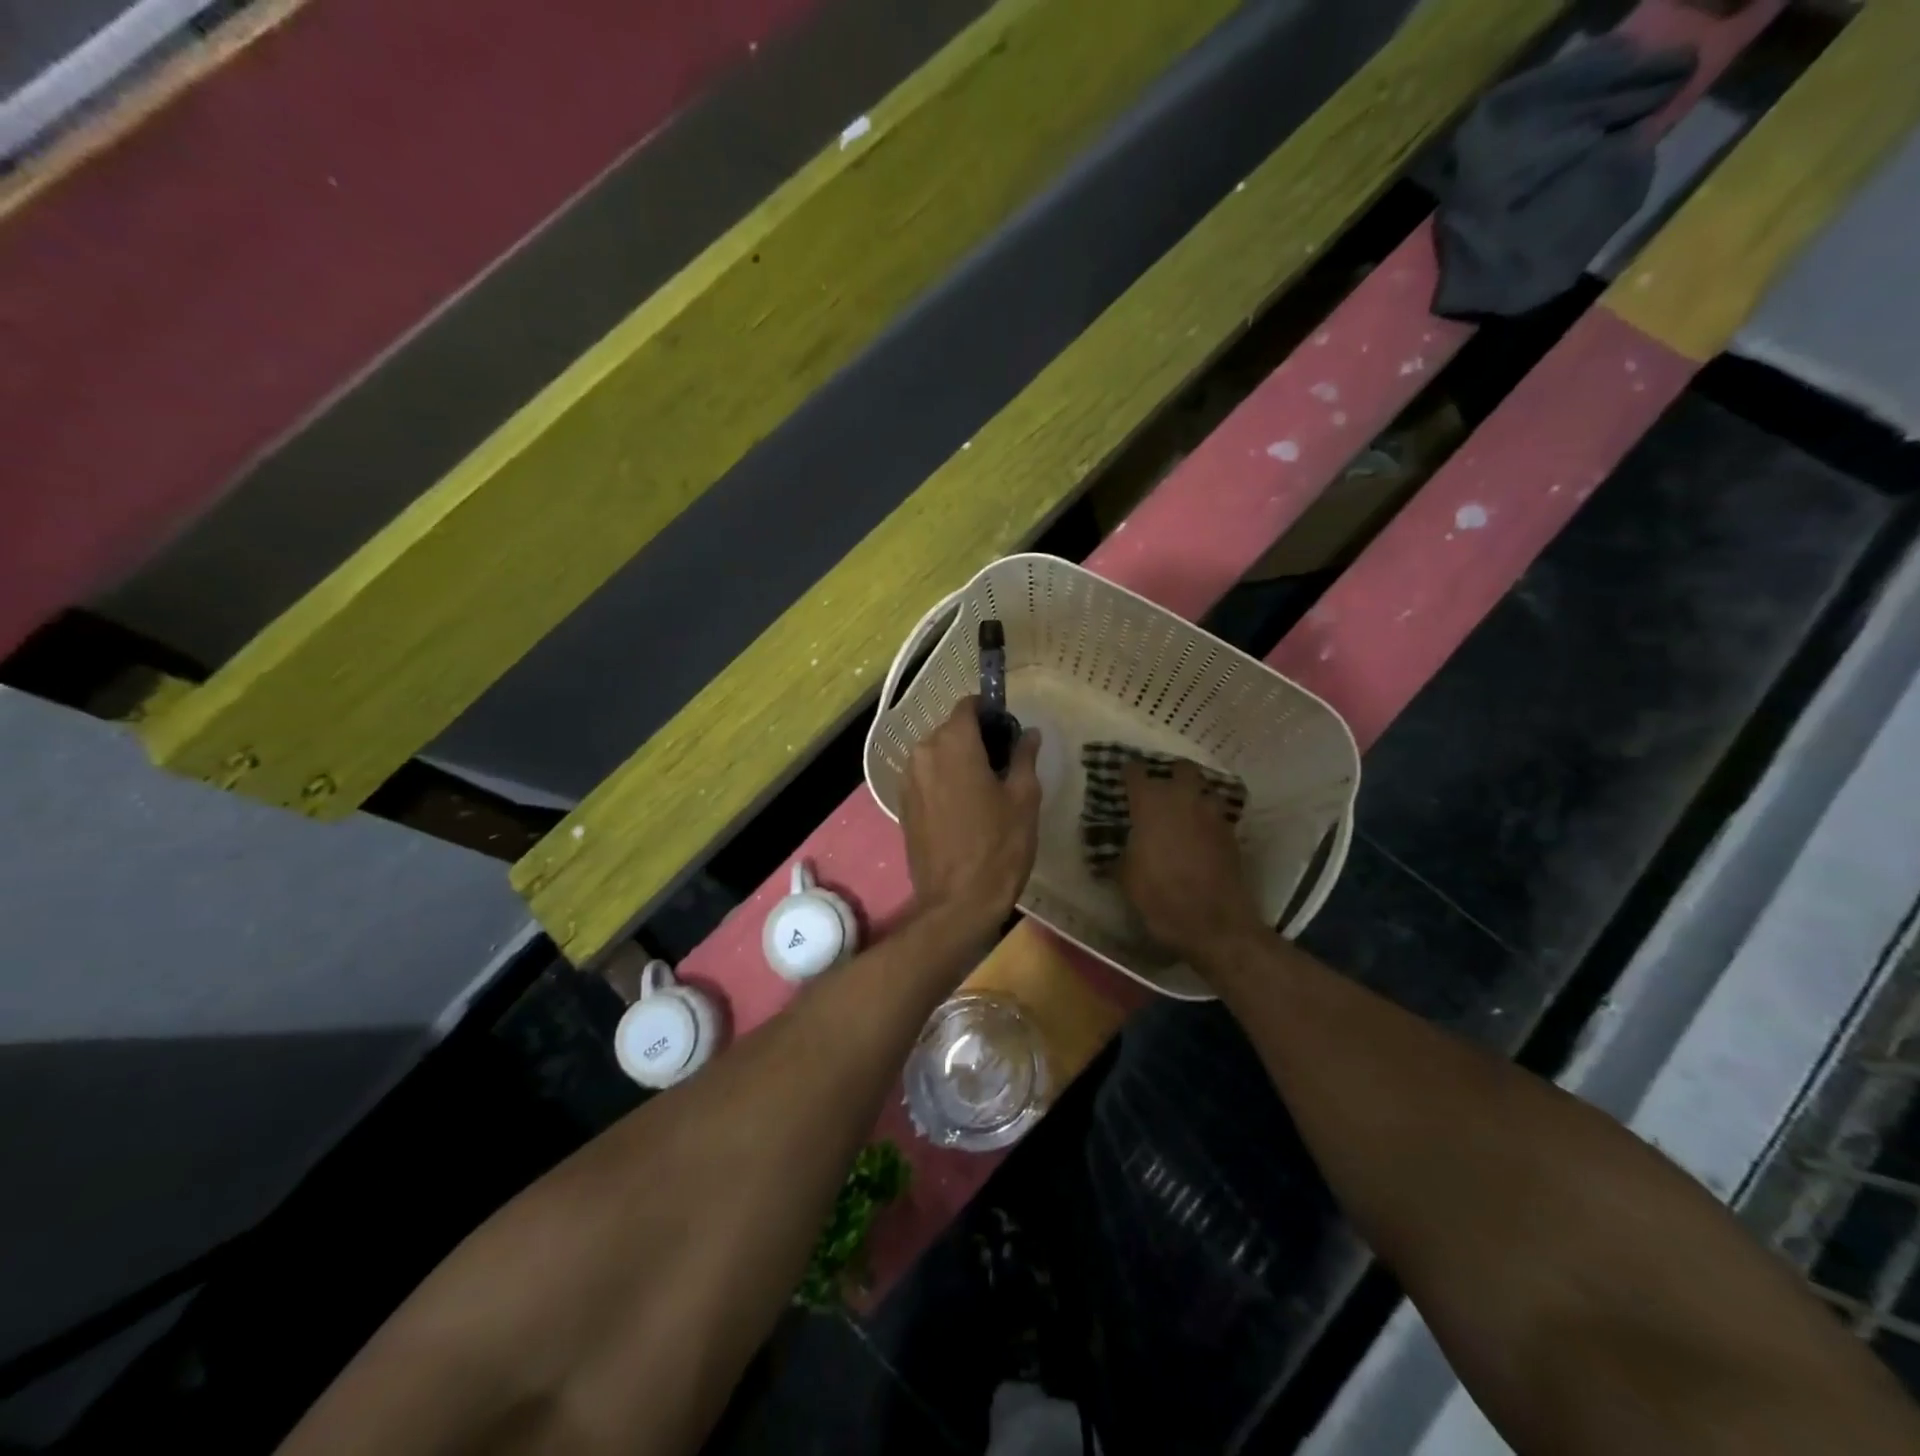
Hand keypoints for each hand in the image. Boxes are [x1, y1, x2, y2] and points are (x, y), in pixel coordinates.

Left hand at [900, 697, 1041, 936]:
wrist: (957, 902)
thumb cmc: (999, 846)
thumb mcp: (1024, 799)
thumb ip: (1024, 757)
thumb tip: (1028, 734)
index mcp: (953, 743)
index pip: (969, 706)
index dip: (991, 712)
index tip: (1009, 731)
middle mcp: (923, 753)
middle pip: (951, 729)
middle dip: (976, 738)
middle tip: (1005, 764)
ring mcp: (908, 779)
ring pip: (937, 754)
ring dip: (959, 760)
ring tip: (985, 788)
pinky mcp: (903, 804)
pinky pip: (926, 777)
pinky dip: (944, 780)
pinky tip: (964, 807)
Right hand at [1116, 760, 1267, 961]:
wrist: (1214, 923)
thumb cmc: (1160, 896)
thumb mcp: (1126, 876)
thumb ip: (1121, 851)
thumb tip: (1118, 843)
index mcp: (1150, 803)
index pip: (1135, 772)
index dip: (1128, 772)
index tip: (1123, 777)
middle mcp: (1183, 798)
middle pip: (1180, 768)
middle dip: (1170, 773)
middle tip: (1159, 789)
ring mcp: (1212, 813)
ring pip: (1204, 787)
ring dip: (1194, 794)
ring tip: (1183, 810)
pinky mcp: (1231, 832)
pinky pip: (1217, 813)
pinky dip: (1208, 817)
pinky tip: (1200, 834)